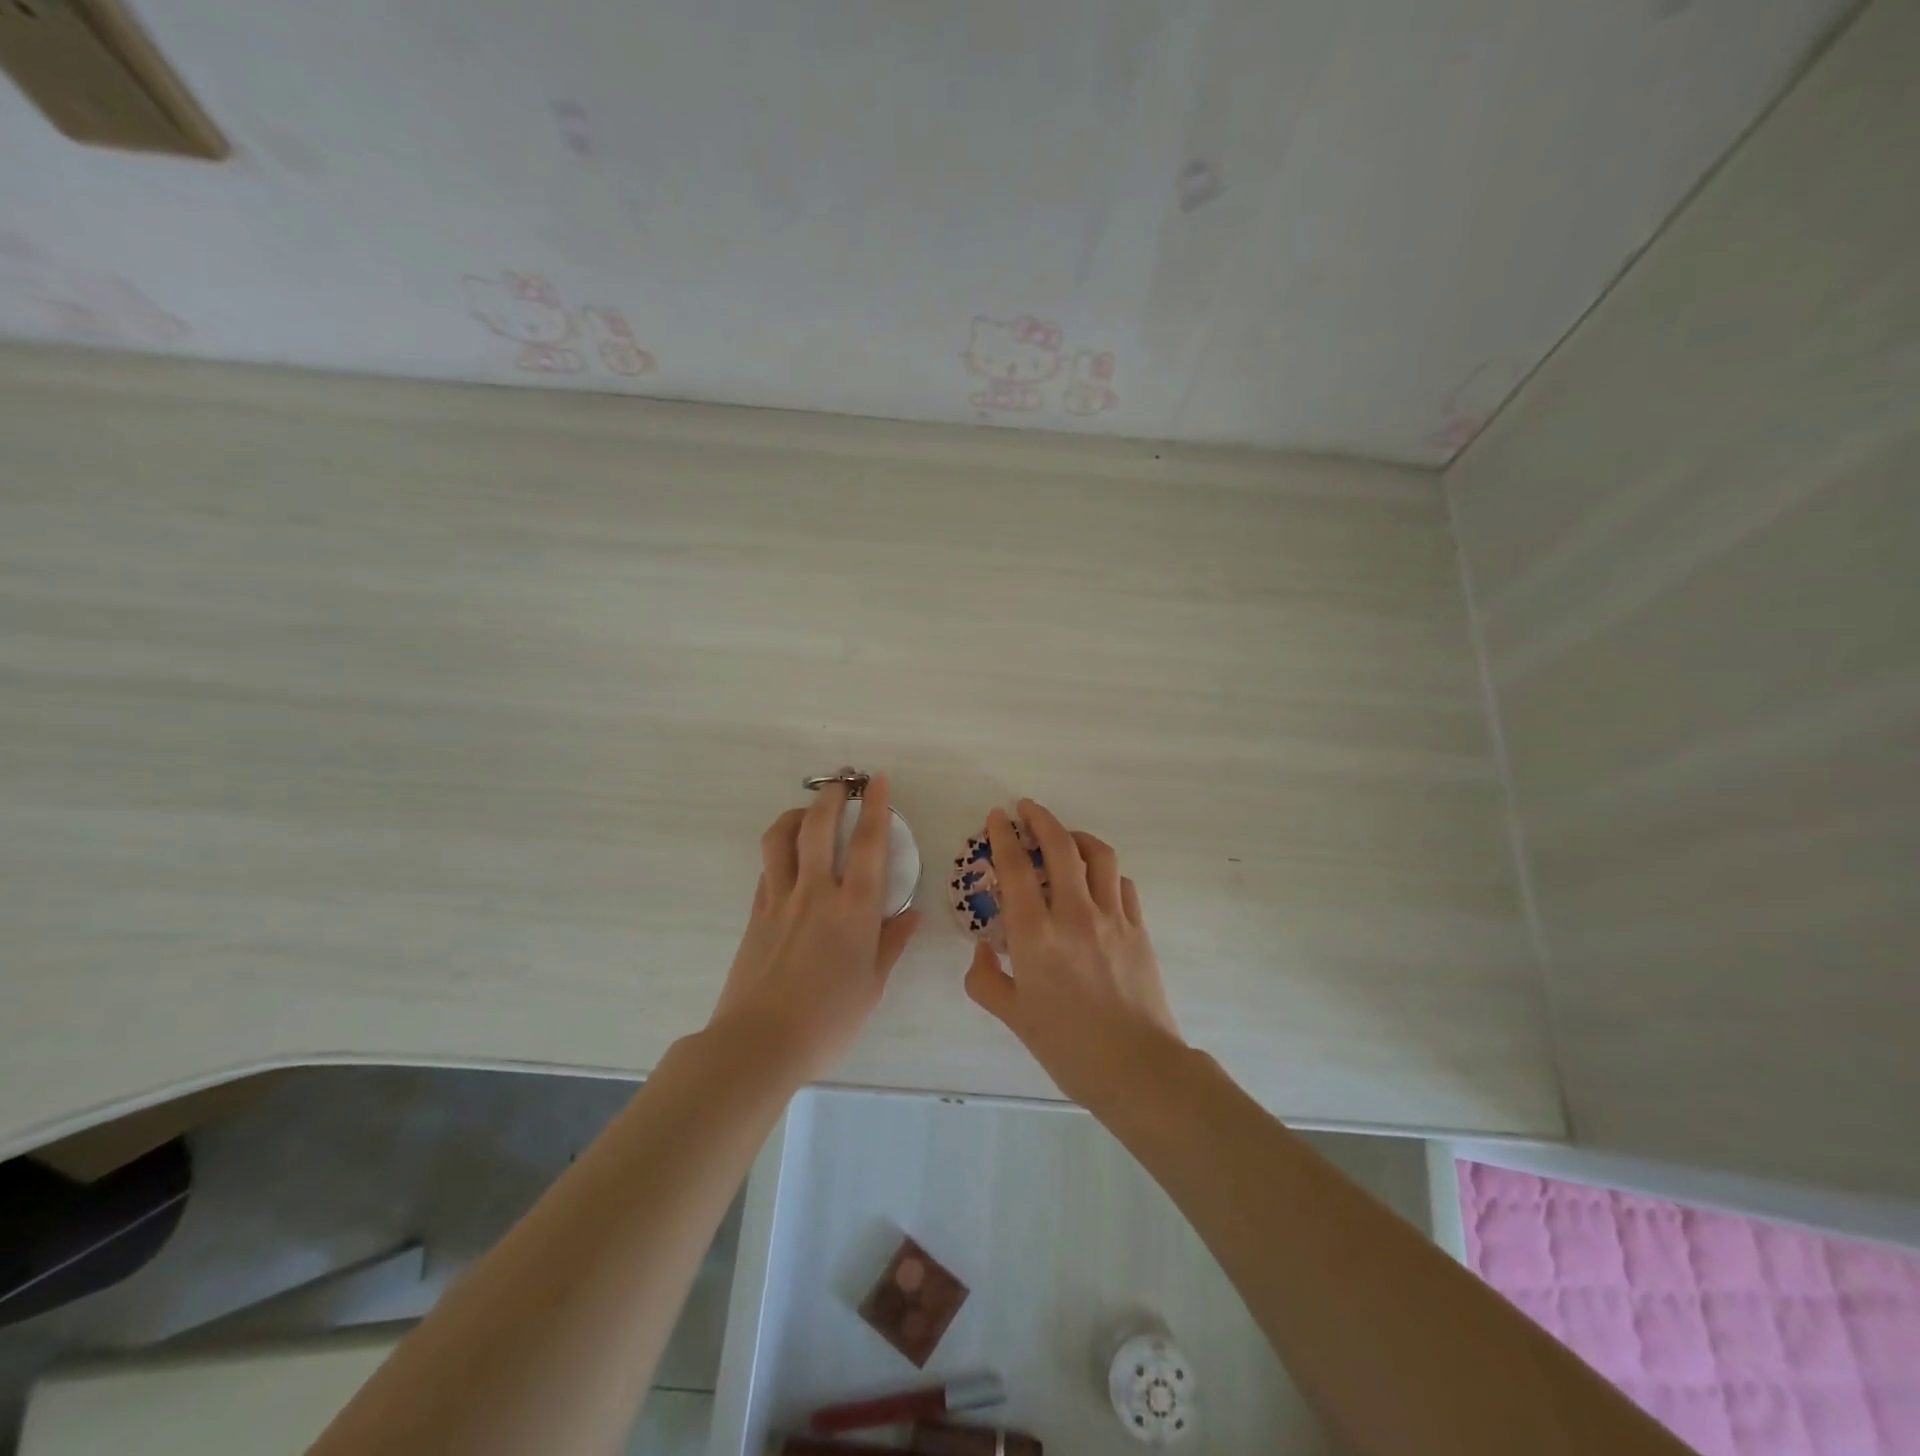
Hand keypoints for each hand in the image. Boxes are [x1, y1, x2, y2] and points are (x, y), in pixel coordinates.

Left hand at [708, 776, 920, 1084]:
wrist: (760, 1041)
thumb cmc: (829, 1019)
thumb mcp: (872, 985)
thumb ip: (892, 943)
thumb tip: (911, 914)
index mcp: (854, 908)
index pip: (870, 844)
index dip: (877, 807)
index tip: (879, 782)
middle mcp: (816, 892)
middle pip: (819, 826)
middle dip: (831, 796)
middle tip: (840, 783)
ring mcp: (780, 899)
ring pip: (781, 838)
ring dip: (796, 815)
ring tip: (808, 812)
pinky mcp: (756, 913)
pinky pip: (767, 868)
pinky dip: (779, 852)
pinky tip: (787, 858)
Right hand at [964, 799, 1184, 1108]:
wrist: (1137, 1068)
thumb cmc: (1068, 1047)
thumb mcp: (1014, 1017)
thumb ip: (986, 980)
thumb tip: (981, 950)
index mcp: (1036, 935)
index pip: (1016, 868)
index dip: (1004, 836)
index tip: (998, 815)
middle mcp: (1074, 914)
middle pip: (1060, 845)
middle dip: (1041, 818)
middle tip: (1027, 808)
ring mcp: (1112, 917)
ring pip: (1098, 855)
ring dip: (1077, 836)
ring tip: (1064, 836)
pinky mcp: (1139, 928)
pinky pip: (1122, 883)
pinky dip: (1106, 871)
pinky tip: (1097, 879)